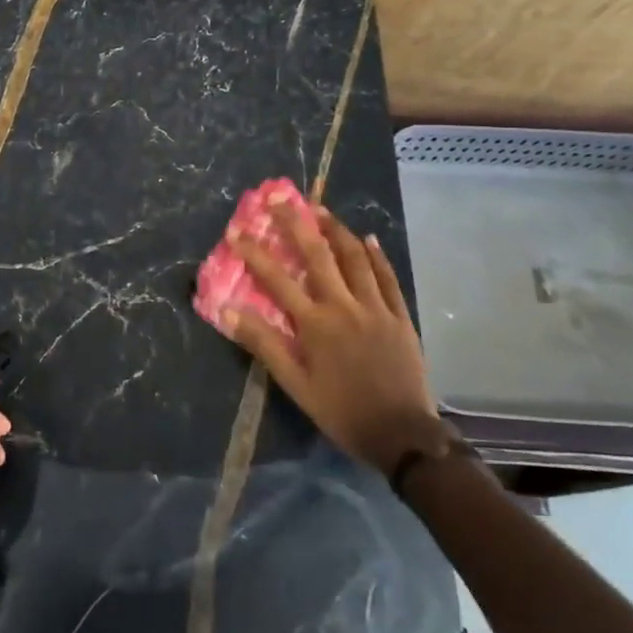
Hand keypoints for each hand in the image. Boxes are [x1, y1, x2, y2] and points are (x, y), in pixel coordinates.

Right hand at [228, 203, 441, 473]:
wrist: (403, 435)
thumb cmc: (342, 412)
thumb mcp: (295, 385)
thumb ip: (264, 344)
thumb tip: (228, 311)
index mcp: (316, 324)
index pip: (277, 280)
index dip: (254, 253)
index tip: (235, 230)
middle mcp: (345, 306)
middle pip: (318, 256)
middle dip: (296, 223)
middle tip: (280, 197)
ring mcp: (377, 308)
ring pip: (355, 259)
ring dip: (336, 230)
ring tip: (319, 209)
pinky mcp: (400, 317)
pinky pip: (388, 279)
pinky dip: (376, 256)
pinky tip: (367, 238)